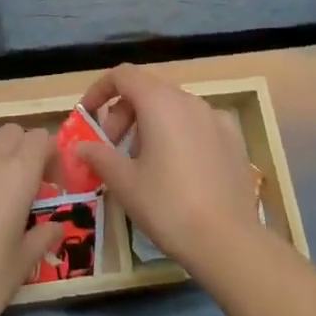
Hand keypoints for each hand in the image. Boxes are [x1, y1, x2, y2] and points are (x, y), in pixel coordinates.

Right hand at [78, 65, 262, 271]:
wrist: (227, 240)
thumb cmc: (167, 206)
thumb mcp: (124, 183)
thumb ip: (99, 156)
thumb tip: (81, 146)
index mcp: (160, 103)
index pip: (123, 75)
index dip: (100, 90)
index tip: (88, 116)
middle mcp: (190, 101)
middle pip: (148, 90)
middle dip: (123, 113)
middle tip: (112, 148)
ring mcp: (216, 118)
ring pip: (174, 107)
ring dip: (150, 124)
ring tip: (143, 163)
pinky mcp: (234, 139)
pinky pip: (197, 124)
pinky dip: (178, 134)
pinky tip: (178, 169)